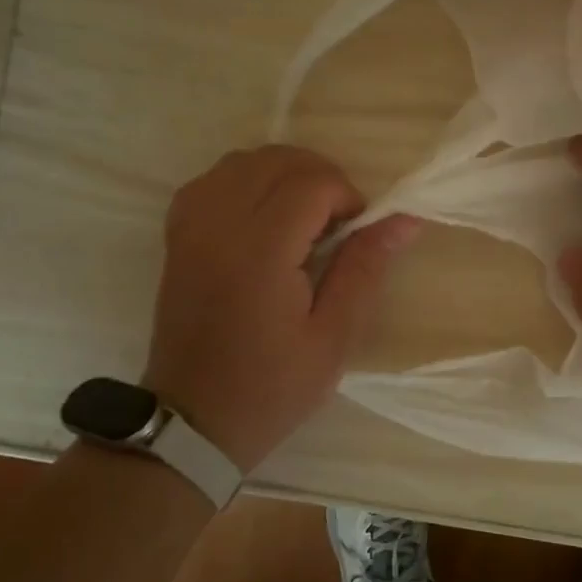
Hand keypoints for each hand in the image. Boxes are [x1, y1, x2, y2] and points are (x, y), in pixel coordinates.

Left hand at [146, 146, 420, 471]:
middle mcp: (218, 226)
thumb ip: (365, 269)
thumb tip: (404, 219)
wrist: (194, 421)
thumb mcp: (334, 337)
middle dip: (319, 176)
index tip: (359, 231)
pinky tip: (263, 216)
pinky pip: (212, 181)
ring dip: (282, 174)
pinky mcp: (176, 237)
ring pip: (241, 161)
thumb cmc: (272, 387)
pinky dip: (245, 182)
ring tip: (304, 216)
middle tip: (339, 221)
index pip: (310, 183)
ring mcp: (190, 228)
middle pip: (275, 160)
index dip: (346, 195)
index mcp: (259, 253)